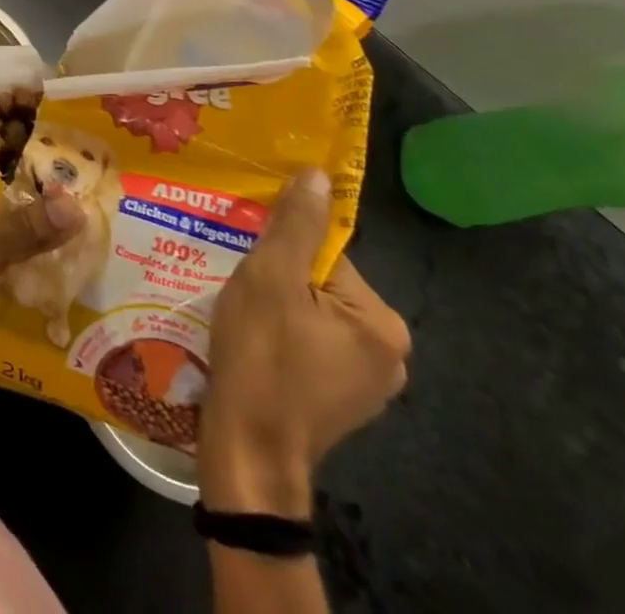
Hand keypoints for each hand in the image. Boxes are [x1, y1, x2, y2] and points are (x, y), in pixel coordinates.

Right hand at [197, 169, 409, 516]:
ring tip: (236, 311)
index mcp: (382, 322)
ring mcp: (366, 383)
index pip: (326, 255)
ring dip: (276, 305)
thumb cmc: (262, 357)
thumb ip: (294, 225)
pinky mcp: (340, 400)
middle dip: (278, 278)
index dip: (281, 251)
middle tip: (237, 282)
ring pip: (312, 314)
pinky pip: (310, 345)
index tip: (247, 257)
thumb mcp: (269, 279)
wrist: (248, 450)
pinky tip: (250, 341)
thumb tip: (318, 174)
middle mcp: (388, 353)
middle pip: (320, 284)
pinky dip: (281, 335)